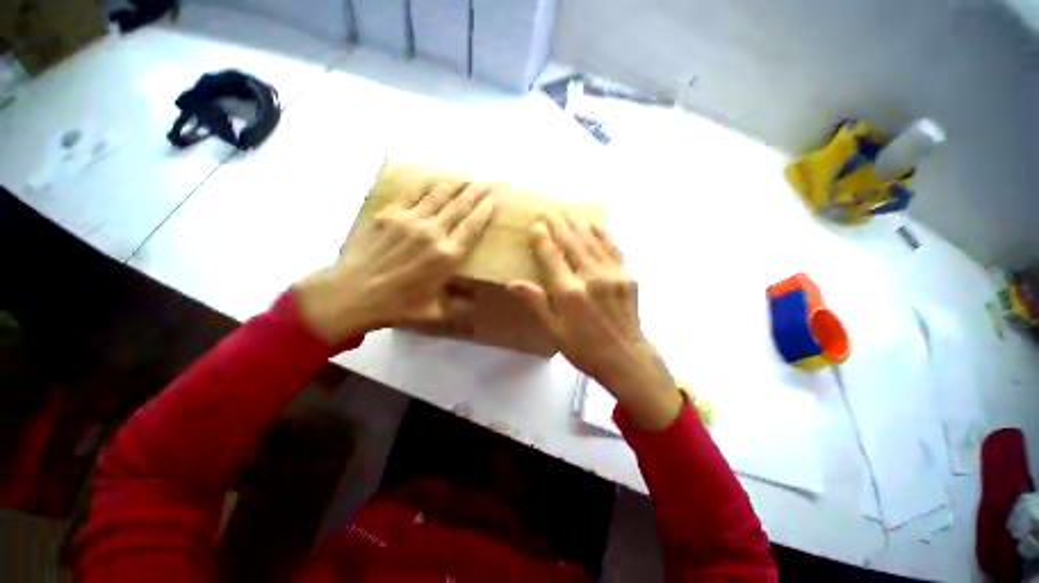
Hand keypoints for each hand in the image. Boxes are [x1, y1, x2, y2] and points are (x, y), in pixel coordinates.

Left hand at [296, 179, 494, 343]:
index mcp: (446, 256)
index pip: (472, 227)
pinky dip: (426, 185)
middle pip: (459, 206)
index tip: (492, 200)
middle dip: (474, 192)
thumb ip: (460, 303)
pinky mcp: (389, 214)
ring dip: (455, 185)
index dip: (484, 211)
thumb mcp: (435, 311)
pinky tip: (434, 181)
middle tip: (485, 182)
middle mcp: (432, 233)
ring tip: (466, 177)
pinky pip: (412, 193)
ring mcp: (409, 220)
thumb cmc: (398, 305)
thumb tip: (476, 297)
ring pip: (438, 195)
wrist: (352, 294)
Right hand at [509, 213, 682, 430]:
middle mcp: (591, 278)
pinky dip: (603, 234)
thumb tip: (513, 283)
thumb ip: (536, 303)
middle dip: (559, 225)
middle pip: (572, 243)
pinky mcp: (628, 276)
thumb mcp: (554, 331)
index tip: (536, 225)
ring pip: (592, 242)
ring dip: (579, 225)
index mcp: (570, 293)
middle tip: (550, 211)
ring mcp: (613, 275)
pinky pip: (613, 249)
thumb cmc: (585, 349)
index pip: (552, 257)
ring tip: (569, 212)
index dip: (542, 239)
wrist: (626, 358)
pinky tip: (595, 225)